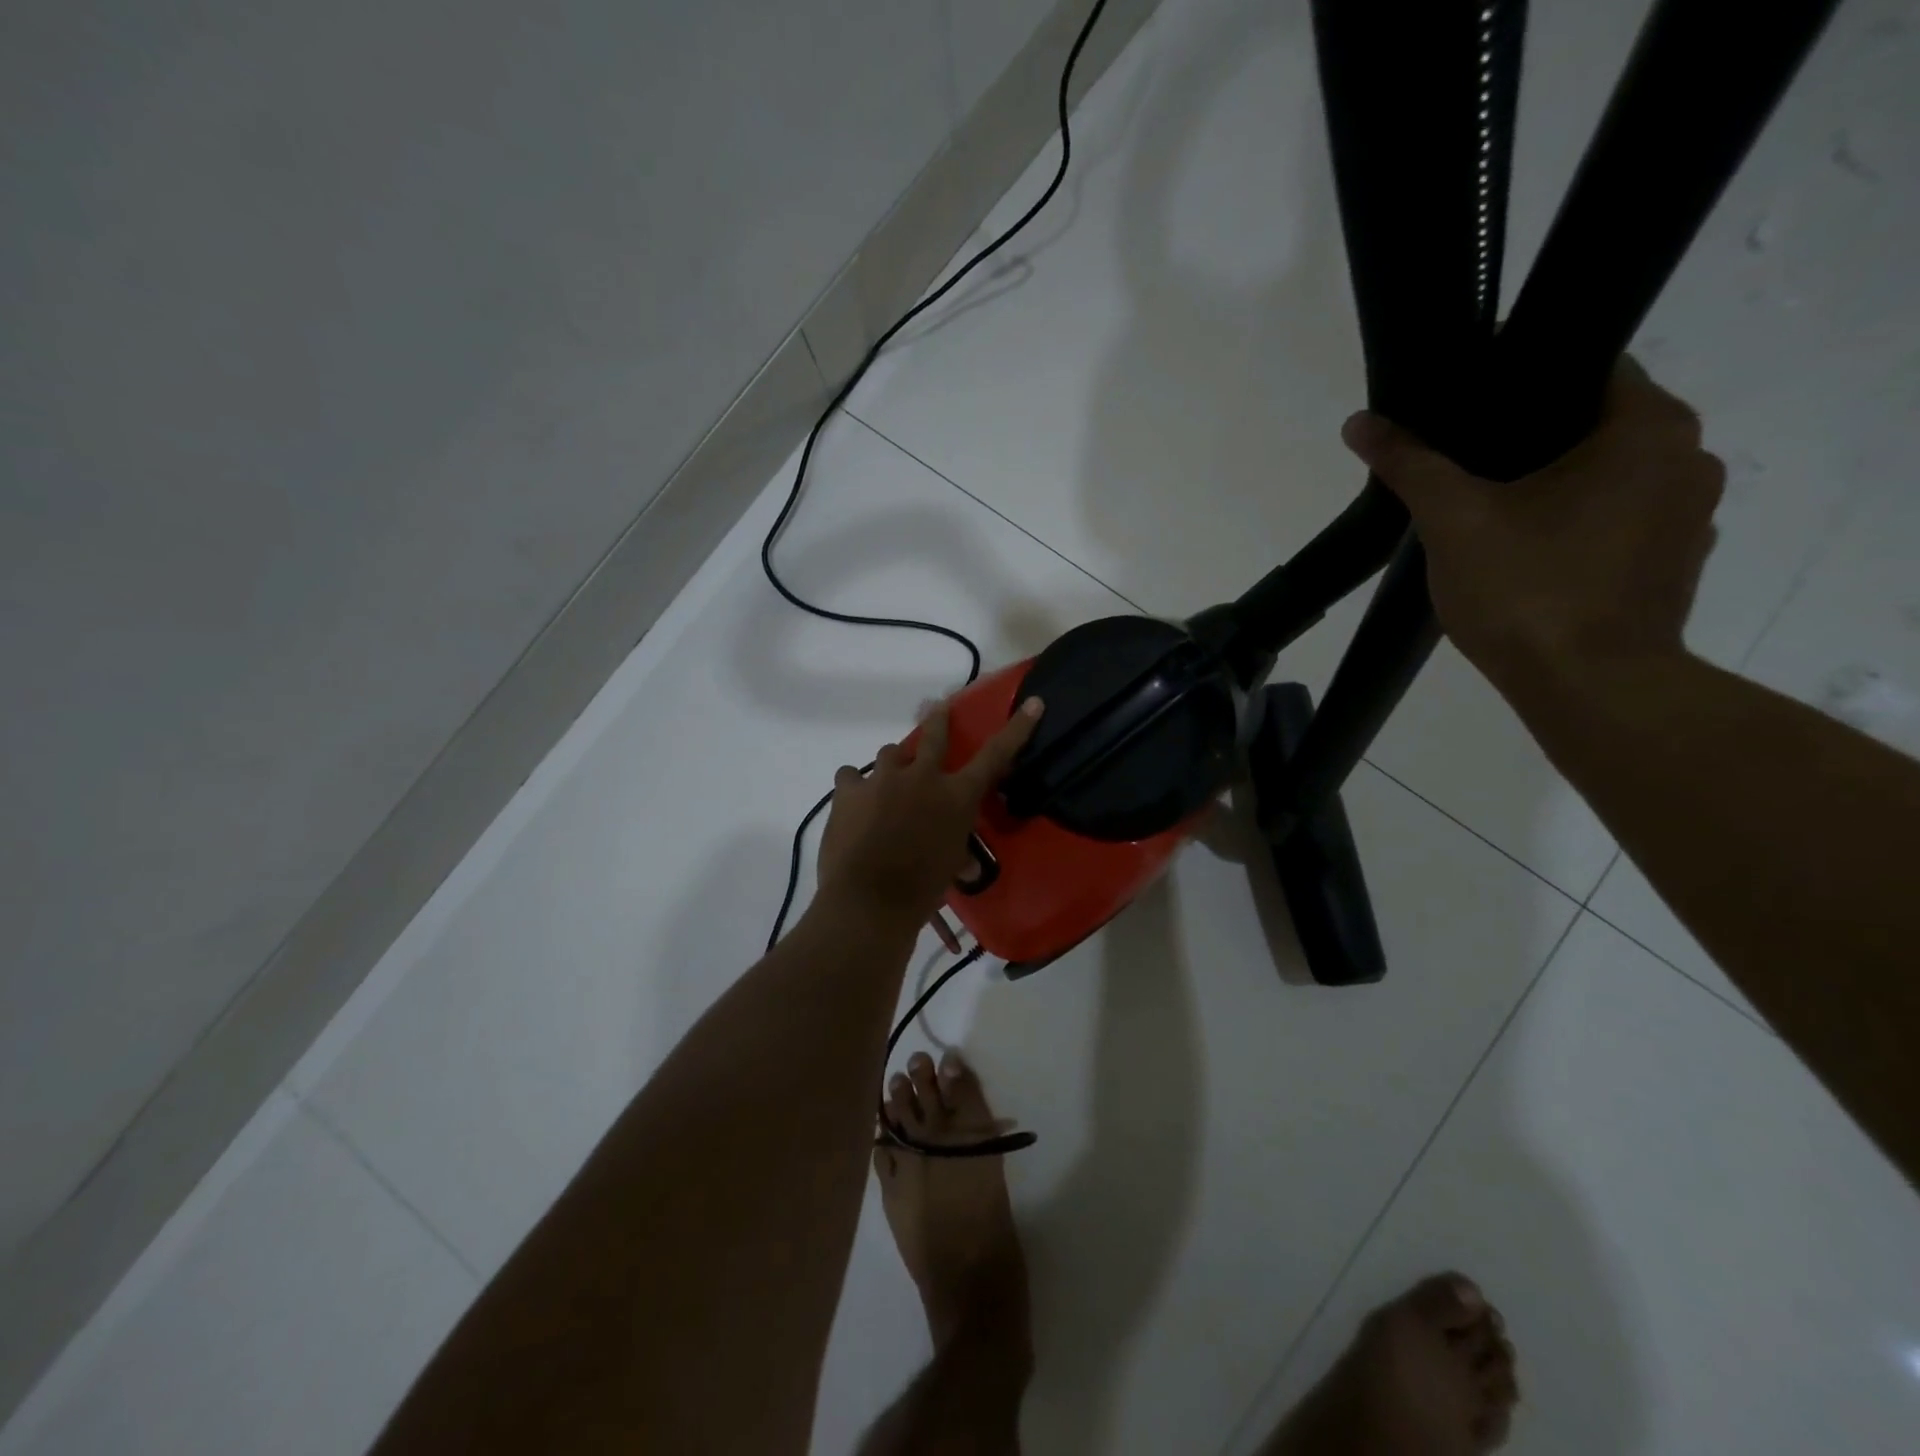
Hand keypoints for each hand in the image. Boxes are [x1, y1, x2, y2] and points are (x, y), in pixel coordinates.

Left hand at [817, 696, 1045, 929]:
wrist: (869, 900)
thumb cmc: (921, 891)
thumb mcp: (951, 866)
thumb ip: (957, 850)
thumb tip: (967, 864)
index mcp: (956, 797)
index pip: (995, 756)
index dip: (1017, 728)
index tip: (1032, 703)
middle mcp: (923, 777)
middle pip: (934, 733)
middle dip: (938, 717)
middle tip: (937, 707)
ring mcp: (883, 778)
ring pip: (890, 752)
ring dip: (893, 765)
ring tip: (886, 783)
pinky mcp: (849, 789)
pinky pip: (850, 775)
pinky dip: (854, 787)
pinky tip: (853, 801)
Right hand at [1342, 358, 1724, 688]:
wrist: (1589, 688)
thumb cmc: (1528, 590)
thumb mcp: (1453, 521)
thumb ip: (1410, 465)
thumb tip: (1360, 421)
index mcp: (1648, 429)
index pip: (1587, 369)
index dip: (1519, 384)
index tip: (1465, 413)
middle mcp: (1688, 458)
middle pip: (1593, 425)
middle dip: (1528, 442)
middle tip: (1461, 467)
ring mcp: (1689, 516)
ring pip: (1605, 477)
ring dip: (1552, 489)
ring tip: (1487, 514)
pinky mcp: (1673, 563)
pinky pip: (1616, 521)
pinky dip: (1575, 527)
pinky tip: (1526, 556)